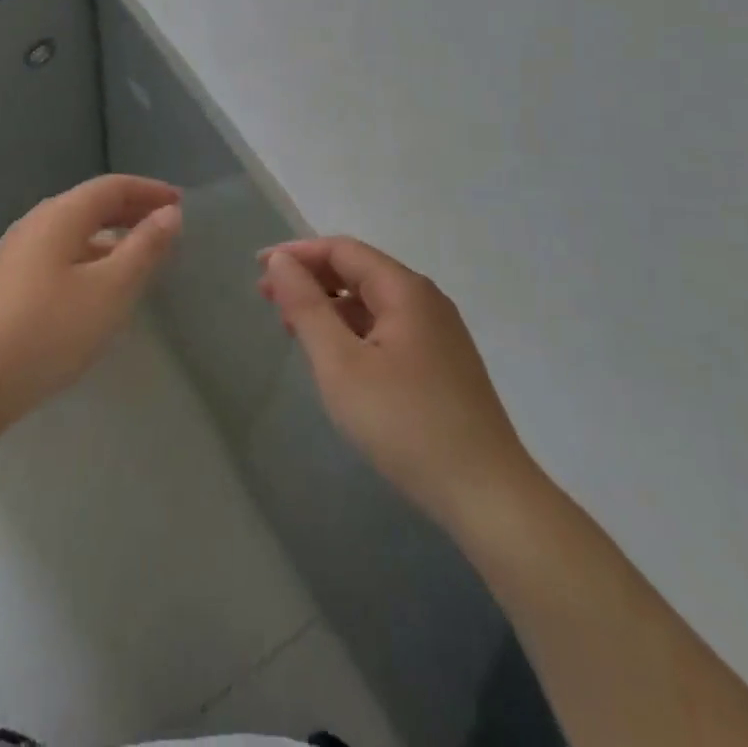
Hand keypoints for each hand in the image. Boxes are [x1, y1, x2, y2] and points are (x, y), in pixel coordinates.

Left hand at [0, 175, 181, 438]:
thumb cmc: (48, 331)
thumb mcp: (109, 291)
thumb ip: (143, 249)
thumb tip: (169, 213)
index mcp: (58, 216)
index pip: (111, 187)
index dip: (148, 190)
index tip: (180, 202)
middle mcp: (33, 224)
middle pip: (89, 205)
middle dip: (130, 210)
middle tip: (165, 225)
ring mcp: (13, 254)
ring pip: (72, 232)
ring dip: (109, 235)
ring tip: (138, 257)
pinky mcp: (4, 284)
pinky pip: (57, 254)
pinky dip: (87, 256)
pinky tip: (95, 288)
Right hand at [259, 237, 539, 528]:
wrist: (488, 496)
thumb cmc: (405, 423)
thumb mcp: (341, 364)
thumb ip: (306, 307)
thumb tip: (280, 261)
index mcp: (404, 289)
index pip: (342, 250)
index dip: (297, 253)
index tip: (259, 268)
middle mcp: (426, 300)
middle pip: (359, 271)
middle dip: (311, 279)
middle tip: (268, 299)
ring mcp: (439, 333)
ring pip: (373, 302)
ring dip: (330, 306)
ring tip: (294, 328)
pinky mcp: (443, 364)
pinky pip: (388, 328)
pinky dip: (353, 330)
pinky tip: (337, 356)